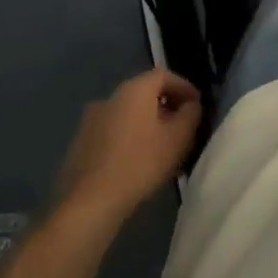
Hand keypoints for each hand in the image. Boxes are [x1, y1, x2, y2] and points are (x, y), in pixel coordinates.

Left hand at [53, 69, 201, 224]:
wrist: (88, 202)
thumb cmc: (140, 163)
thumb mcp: (178, 138)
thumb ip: (191, 114)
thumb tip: (190, 105)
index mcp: (133, 89)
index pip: (163, 75)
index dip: (184, 87)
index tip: (196, 106)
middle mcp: (109, 97)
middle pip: (144, 93)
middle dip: (166, 107)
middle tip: (182, 128)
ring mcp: (91, 120)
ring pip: (128, 114)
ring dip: (147, 124)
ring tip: (161, 148)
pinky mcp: (80, 143)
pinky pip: (113, 131)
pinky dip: (129, 138)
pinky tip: (137, 161)